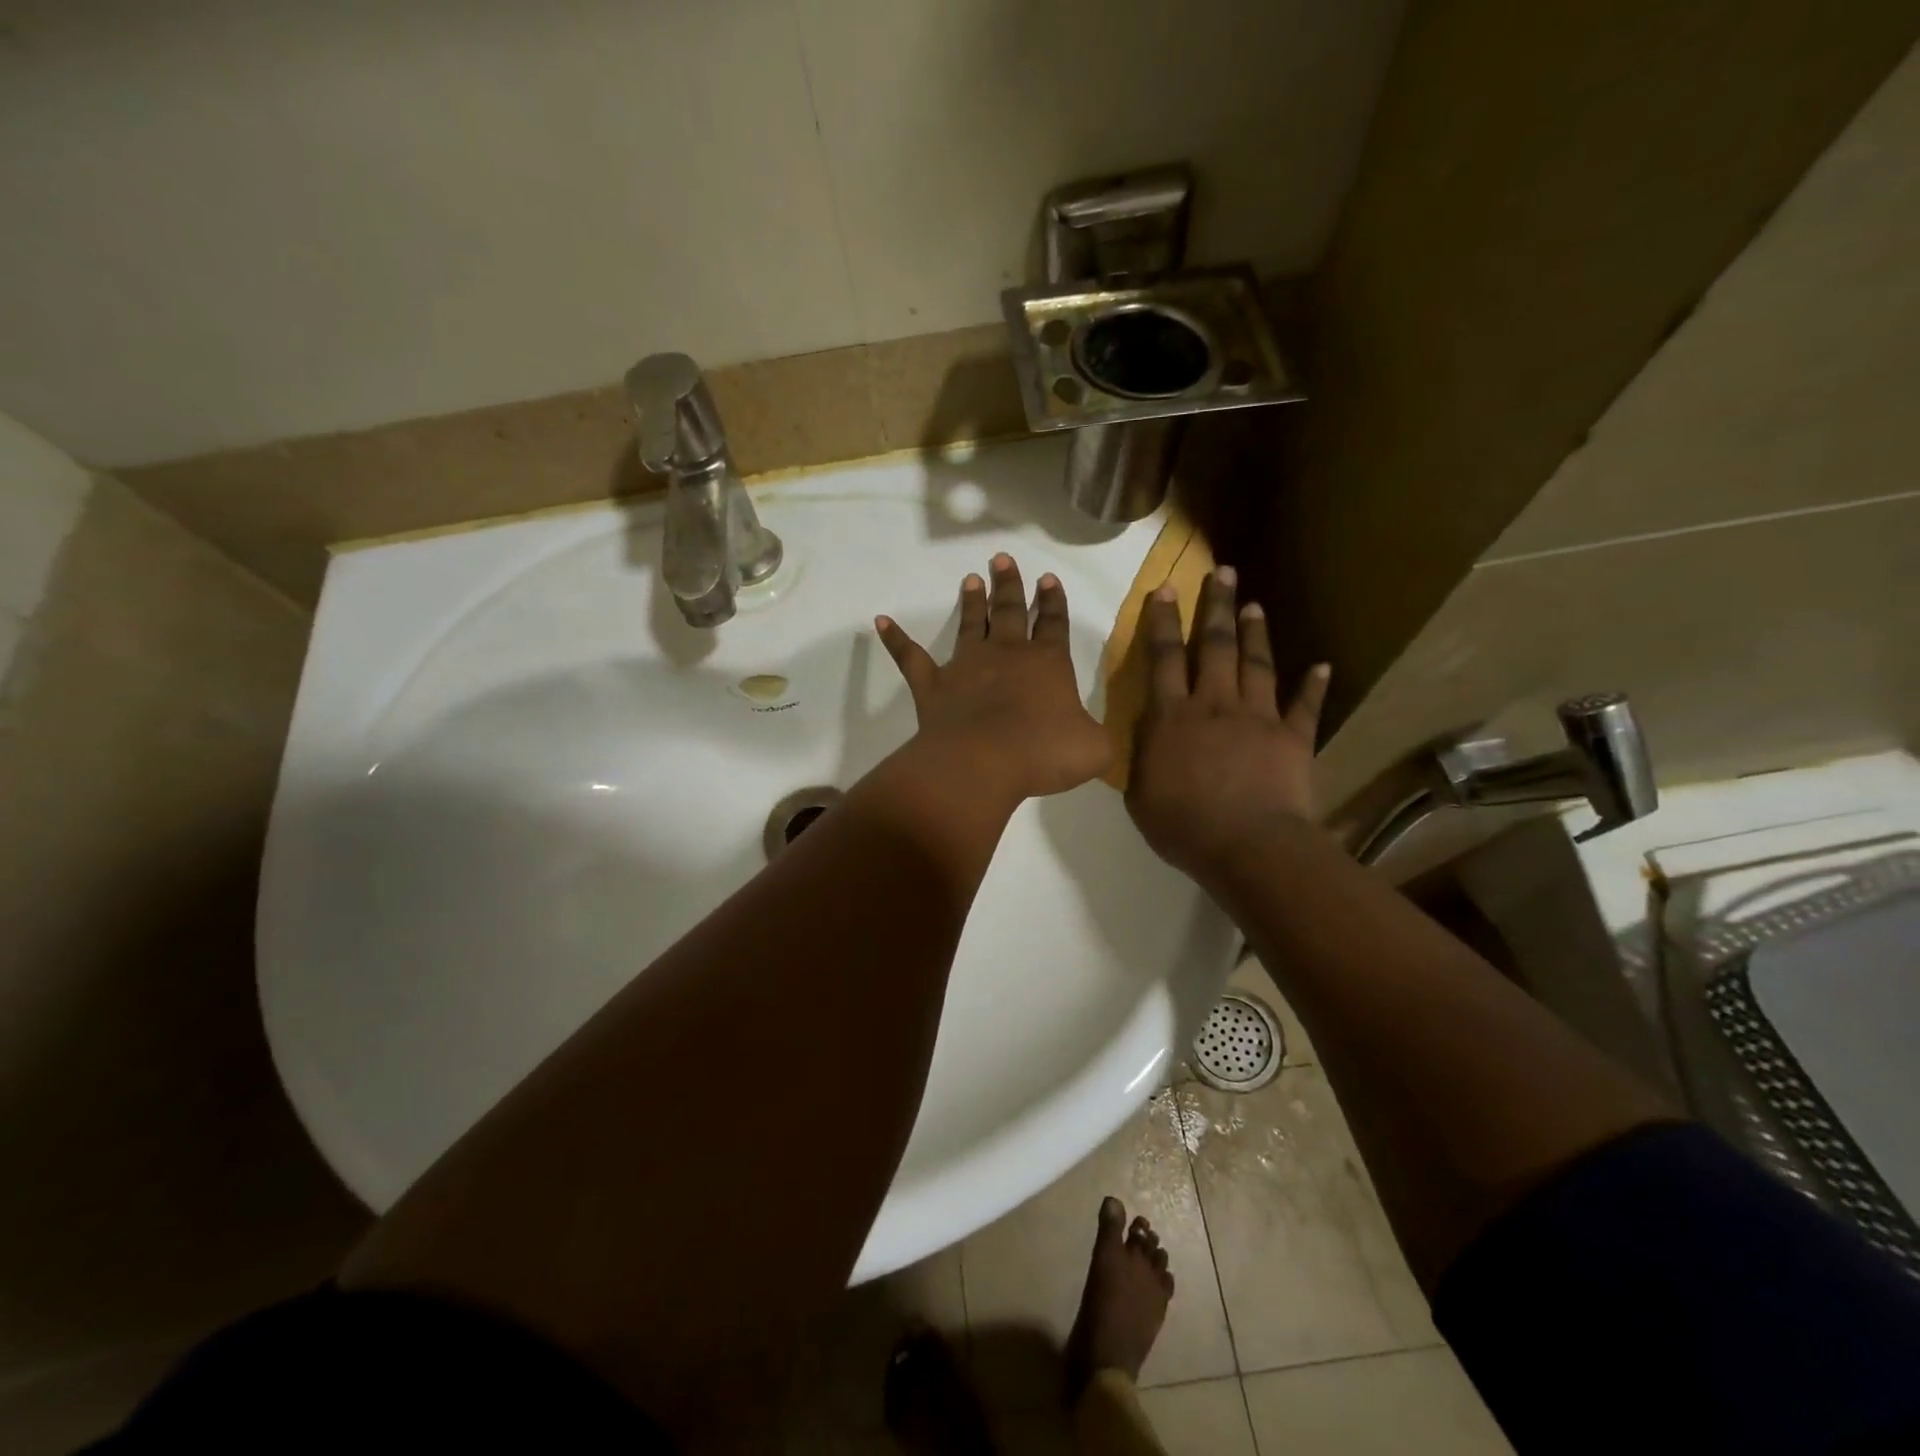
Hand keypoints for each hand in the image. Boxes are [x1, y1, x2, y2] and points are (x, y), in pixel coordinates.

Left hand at [877, 554, 1111, 803]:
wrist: (983, 763)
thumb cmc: (1043, 754)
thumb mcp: (1092, 750)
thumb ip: (1095, 738)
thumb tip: (1092, 738)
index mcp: (1047, 663)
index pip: (1054, 624)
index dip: (1053, 602)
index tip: (1049, 579)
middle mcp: (1006, 655)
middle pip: (1009, 611)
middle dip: (1009, 585)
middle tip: (1003, 558)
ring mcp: (966, 667)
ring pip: (970, 625)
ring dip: (971, 602)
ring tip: (971, 579)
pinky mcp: (932, 686)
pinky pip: (910, 657)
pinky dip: (896, 639)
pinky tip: (881, 621)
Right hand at [1125, 565, 1329, 880]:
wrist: (1248, 846)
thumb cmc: (1184, 825)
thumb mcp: (1140, 793)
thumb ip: (1142, 753)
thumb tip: (1147, 725)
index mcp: (1172, 717)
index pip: (1164, 658)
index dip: (1163, 621)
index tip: (1165, 588)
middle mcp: (1215, 705)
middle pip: (1213, 646)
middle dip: (1215, 606)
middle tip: (1221, 572)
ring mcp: (1258, 717)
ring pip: (1256, 664)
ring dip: (1254, 632)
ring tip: (1253, 603)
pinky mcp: (1293, 737)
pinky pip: (1305, 705)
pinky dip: (1315, 685)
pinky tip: (1323, 664)